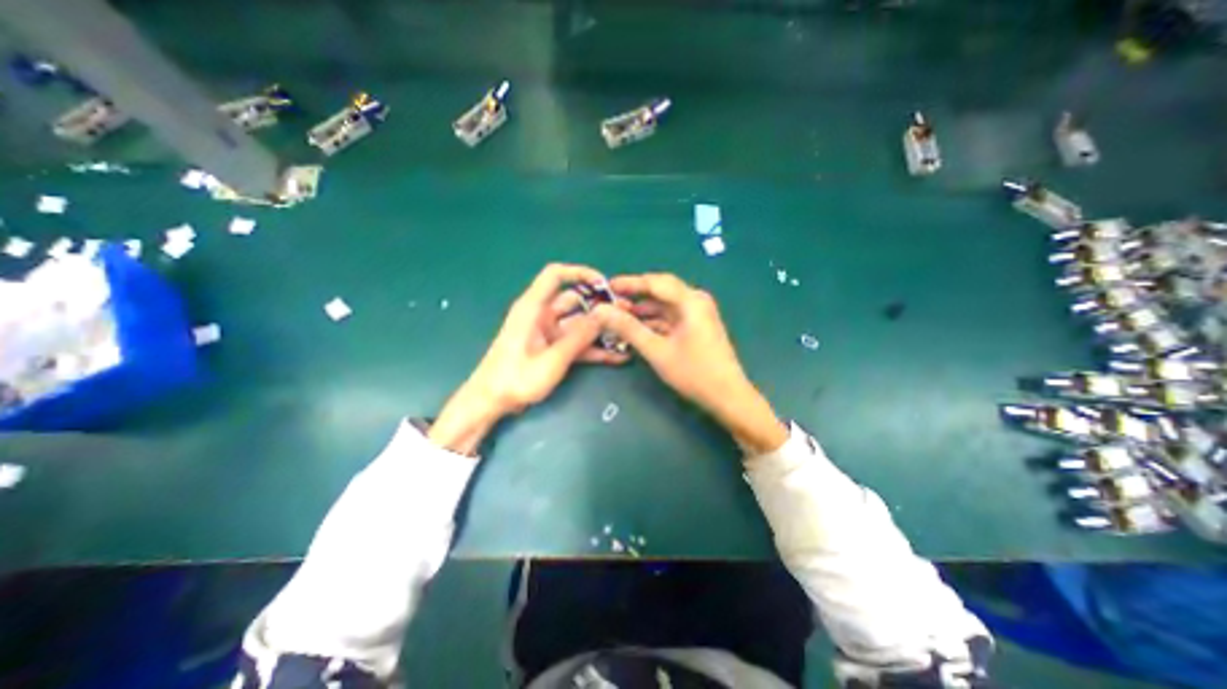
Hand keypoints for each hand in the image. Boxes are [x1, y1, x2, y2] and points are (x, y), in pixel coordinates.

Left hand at [428, 262, 624, 451]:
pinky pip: (577, 343)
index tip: (604, 284)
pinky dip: (593, 348)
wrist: (491, 402)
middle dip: (600, 306)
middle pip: (575, 301)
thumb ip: (579, 337)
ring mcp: (548, 333)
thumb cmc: (515, 379)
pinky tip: (617, 357)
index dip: (580, 273)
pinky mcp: (552, 349)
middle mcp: (542, 315)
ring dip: (600, 330)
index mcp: (533, 308)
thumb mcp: (551, 359)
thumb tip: (604, 314)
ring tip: (627, 334)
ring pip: (579, 324)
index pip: (556, 276)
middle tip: (626, 313)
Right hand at [593, 273, 784, 455]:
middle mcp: (696, 301)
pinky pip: (671, 317)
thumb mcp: (656, 350)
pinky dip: (654, 321)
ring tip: (620, 316)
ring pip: (665, 305)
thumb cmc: (694, 373)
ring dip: (644, 310)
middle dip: (636, 296)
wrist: (727, 396)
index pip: (655, 282)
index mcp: (690, 301)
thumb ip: (628, 328)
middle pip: (660, 291)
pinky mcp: (697, 325)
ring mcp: (698, 313)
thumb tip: (601, 311)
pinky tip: (638, 328)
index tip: (607, 287)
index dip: (629, 283)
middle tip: (612, 302)